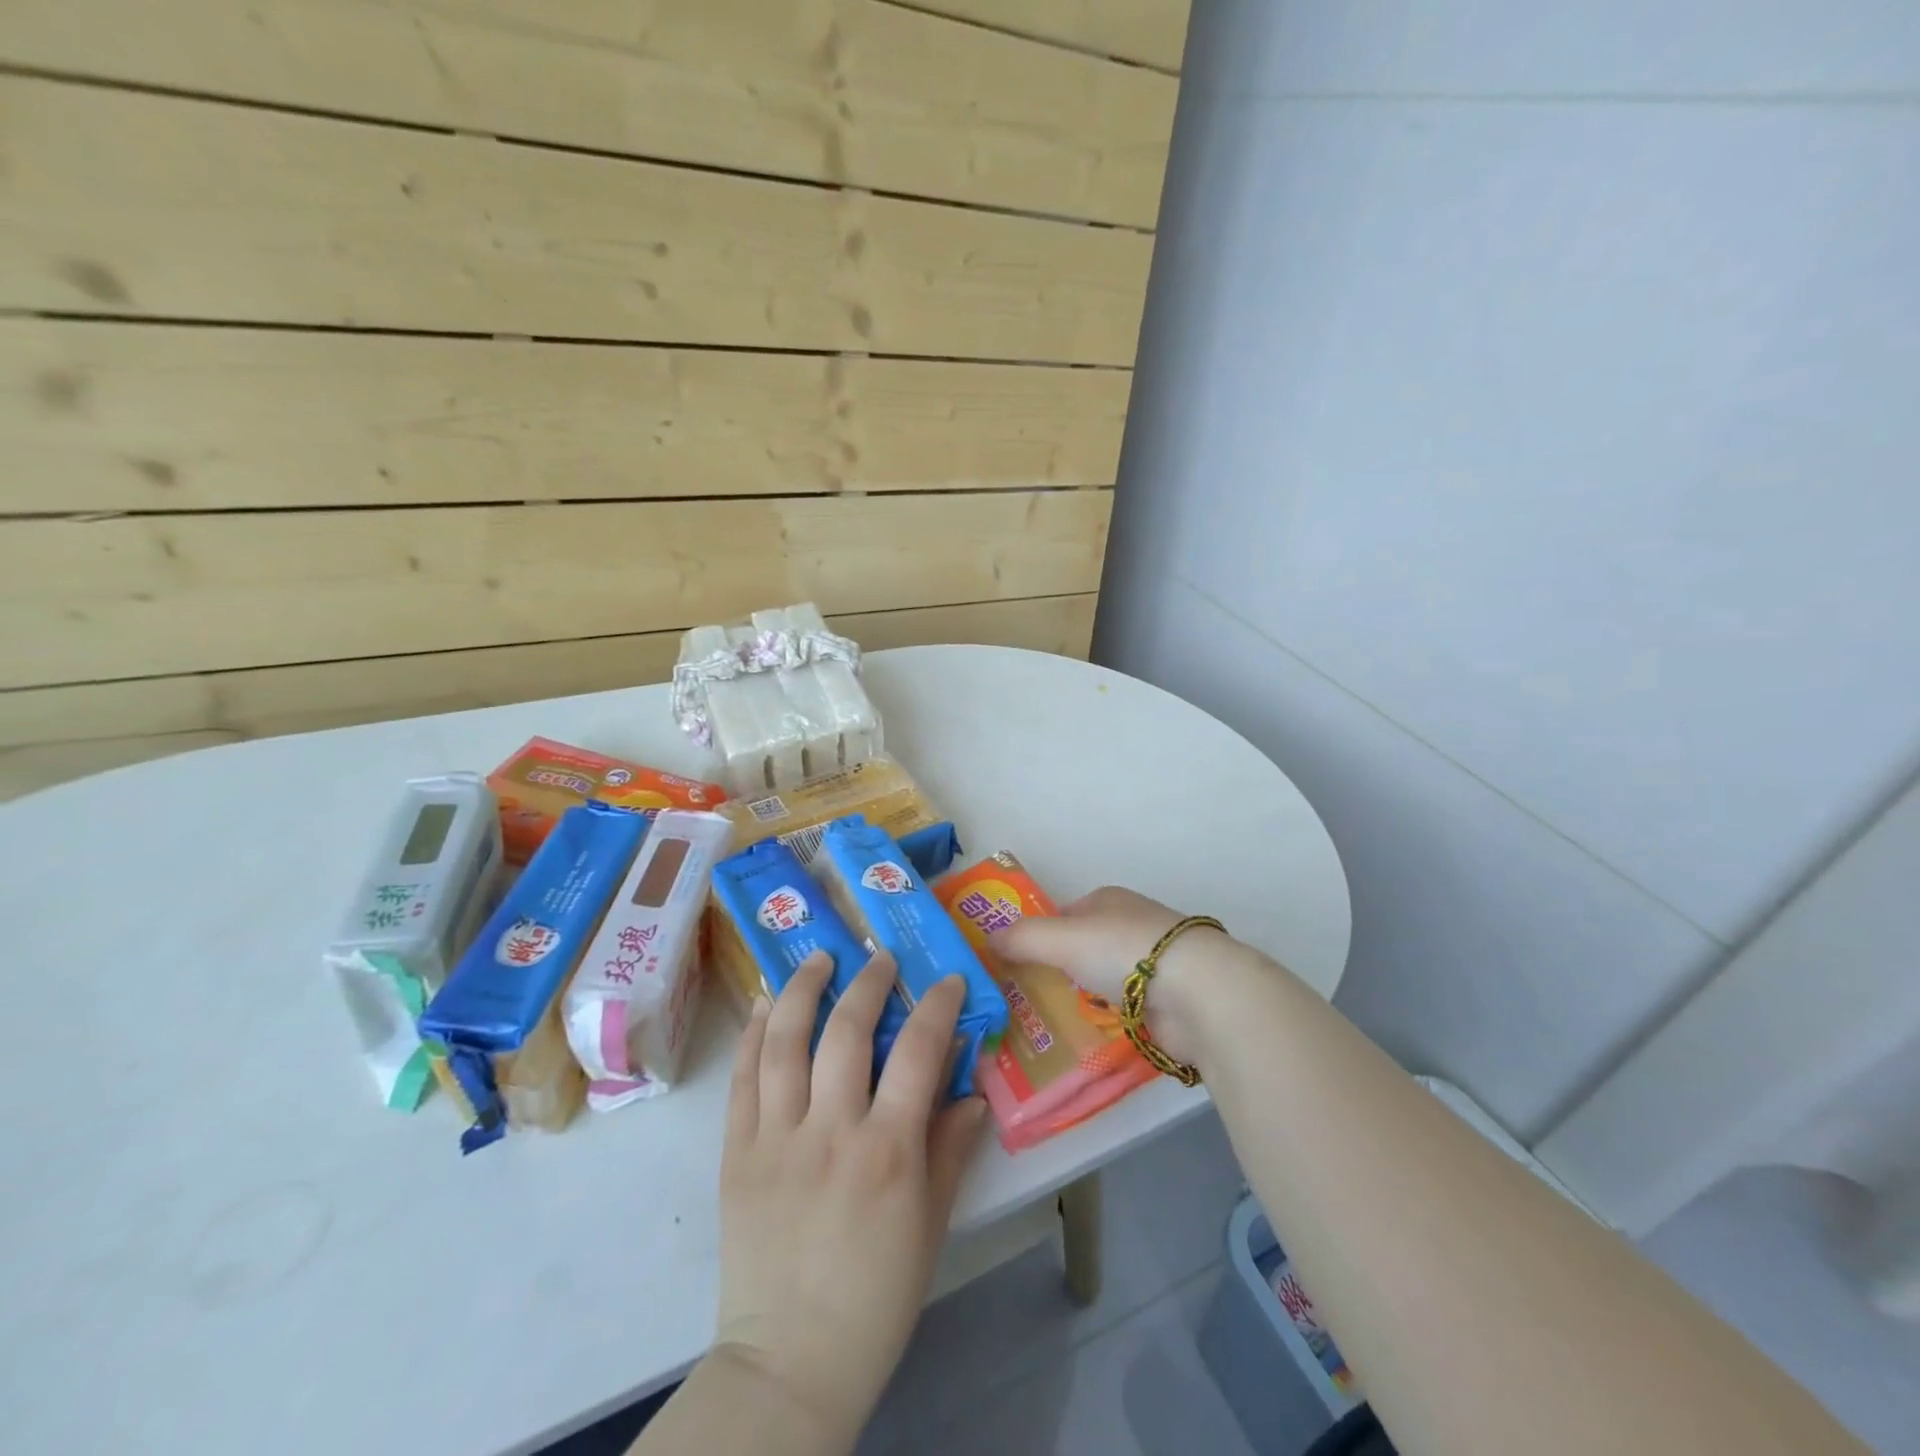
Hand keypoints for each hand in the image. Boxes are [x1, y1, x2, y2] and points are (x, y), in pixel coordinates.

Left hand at [715, 950, 988, 1443]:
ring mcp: (776, 1138)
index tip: (948, 980)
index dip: (936, 1006)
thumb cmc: (876, 1297)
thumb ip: (951, 1149)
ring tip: (818, 958)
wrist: (789, 1361)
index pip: (917, 1053)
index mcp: (887, 1152)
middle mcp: (830, 1131)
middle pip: (847, 1031)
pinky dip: (752, 1033)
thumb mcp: (930, 1226)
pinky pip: (741, 1078)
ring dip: (802, 989)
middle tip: (880, 958)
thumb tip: (972, 1090)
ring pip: (784, 1041)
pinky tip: (762, 1003)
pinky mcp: (736, 1152)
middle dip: (868, 982)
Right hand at [988, 885, 1233, 1066]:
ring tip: (1043, 1028)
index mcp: (1108, 901)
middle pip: (1082, 949)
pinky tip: (1084, 1042)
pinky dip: (1106, 1023)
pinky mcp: (1167, 1002)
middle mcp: (1130, 926)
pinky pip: (1123, 1012)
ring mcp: (1152, 965)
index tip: (1013, 965)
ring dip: (1082, 1000)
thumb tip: (987, 939)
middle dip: (1057, 972)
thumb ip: (1022, 938)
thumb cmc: (1124, 950)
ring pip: (1103, 982)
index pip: (1063, 916)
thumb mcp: (1061, 938)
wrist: (1197, 993)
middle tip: (1021, 1002)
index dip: (1038, 937)